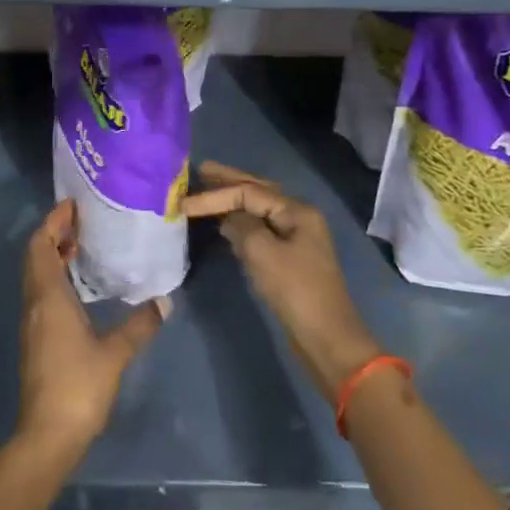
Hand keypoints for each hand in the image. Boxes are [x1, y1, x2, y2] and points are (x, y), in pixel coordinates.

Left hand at [16, 200, 167, 462]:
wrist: (47, 434)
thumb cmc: (79, 386)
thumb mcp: (115, 353)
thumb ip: (139, 324)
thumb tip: (164, 300)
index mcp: (48, 296)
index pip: (40, 245)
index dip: (52, 222)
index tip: (73, 205)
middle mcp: (34, 302)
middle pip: (35, 256)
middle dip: (54, 234)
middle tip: (82, 221)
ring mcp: (32, 321)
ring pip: (36, 274)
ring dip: (53, 255)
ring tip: (83, 245)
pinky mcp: (35, 337)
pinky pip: (41, 292)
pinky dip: (55, 276)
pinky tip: (79, 285)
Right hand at [183, 162, 382, 400]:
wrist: (326, 338)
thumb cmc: (295, 290)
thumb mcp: (262, 253)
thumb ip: (240, 226)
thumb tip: (227, 217)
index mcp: (296, 211)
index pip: (249, 192)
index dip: (215, 195)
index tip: (184, 203)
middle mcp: (298, 217)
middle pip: (258, 192)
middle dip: (229, 182)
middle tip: (200, 170)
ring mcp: (295, 238)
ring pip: (258, 210)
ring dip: (233, 200)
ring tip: (206, 190)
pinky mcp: (288, 258)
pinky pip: (259, 229)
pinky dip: (239, 222)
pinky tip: (224, 222)